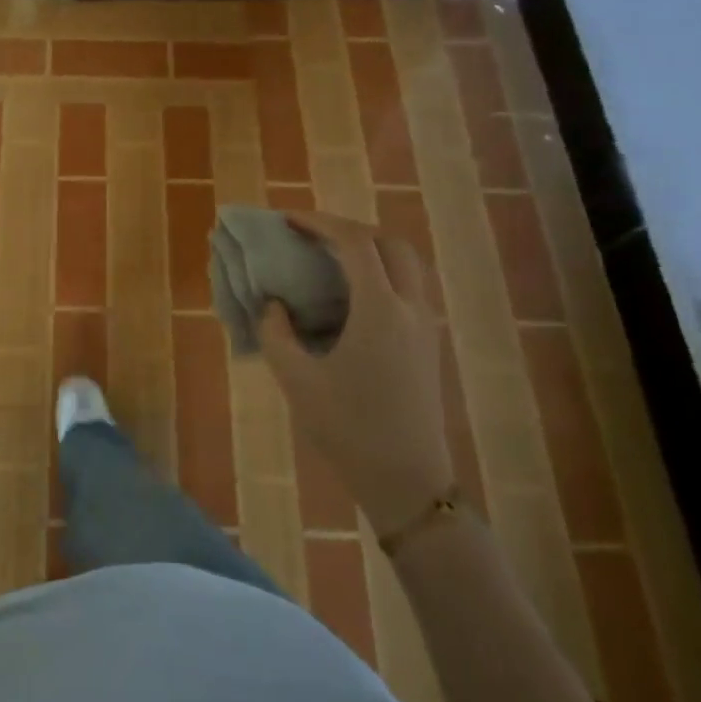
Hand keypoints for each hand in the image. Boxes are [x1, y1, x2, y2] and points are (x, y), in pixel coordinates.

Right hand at [259, 212, 452, 535]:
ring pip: (405, 264)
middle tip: (311, 235)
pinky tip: (350, 296)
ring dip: (369, 249)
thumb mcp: (296, 379)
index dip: (320, 223)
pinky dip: (381, 273)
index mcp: (379, 309)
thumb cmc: (348, 428)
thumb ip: (276, 332)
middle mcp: (410, 307)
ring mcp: (425, 326)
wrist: (407, 481)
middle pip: (389, 243)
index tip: (288, 220)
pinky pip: (408, 287)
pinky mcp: (428, 344)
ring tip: (329, 259)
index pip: (354, 243)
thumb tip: (272, 304)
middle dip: (349, 229)